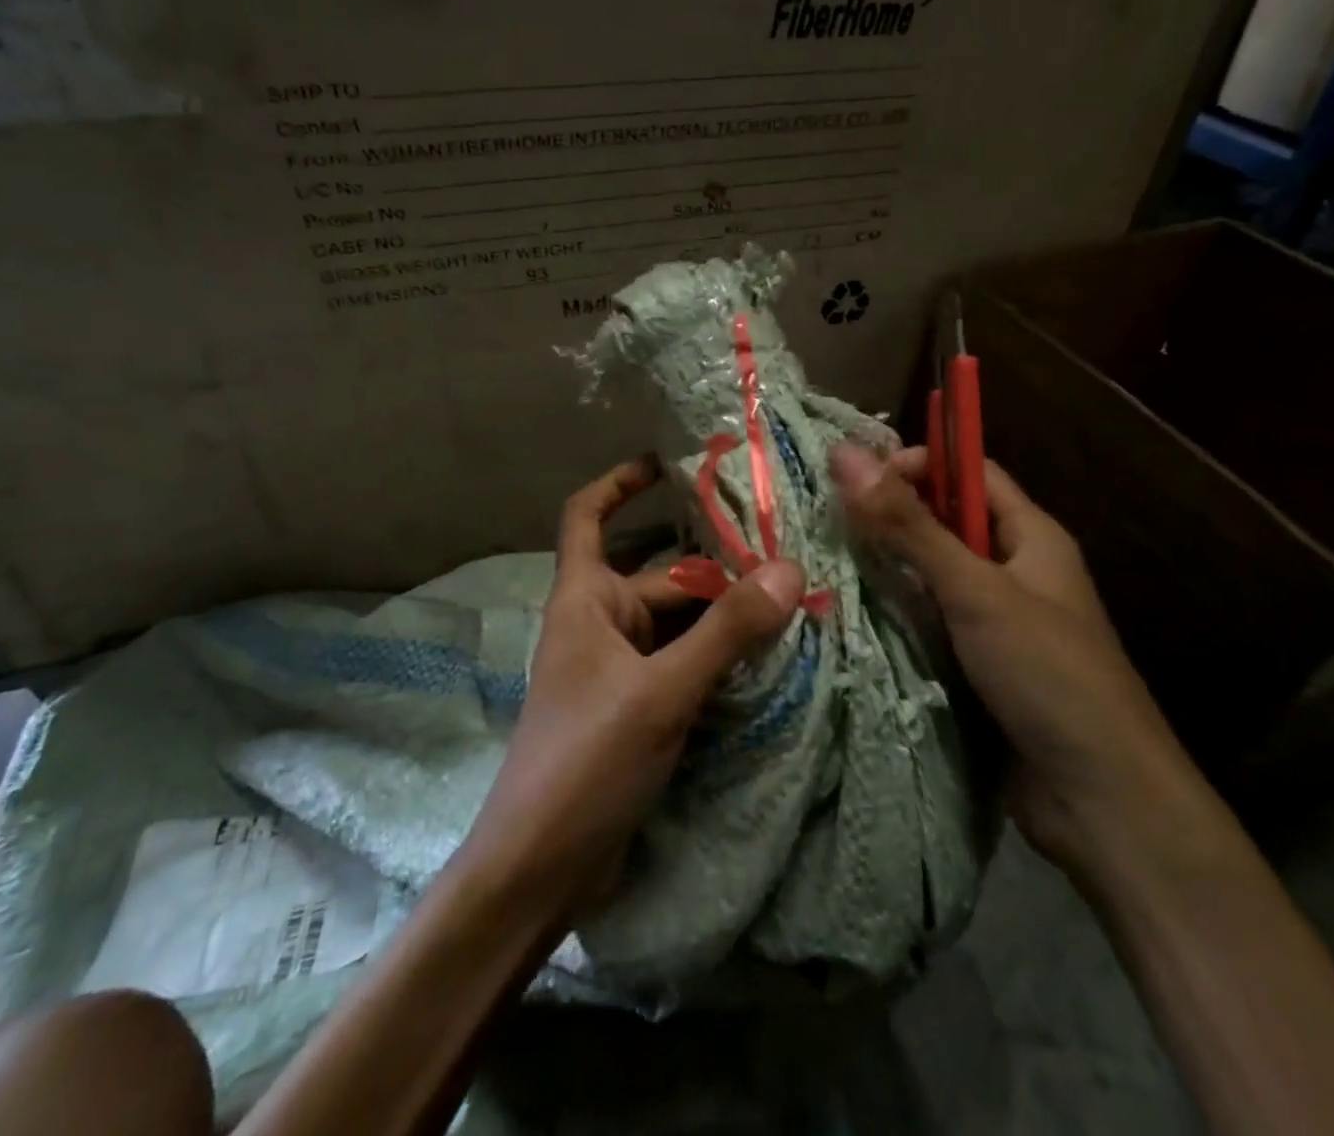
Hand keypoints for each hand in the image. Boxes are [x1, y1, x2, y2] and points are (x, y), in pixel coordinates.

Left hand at [457, 456, 804, 918]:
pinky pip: (684, 664)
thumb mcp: (662, 691)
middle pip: (663, 575)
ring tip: (795, 603)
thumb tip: (789, 569)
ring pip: (680, 623)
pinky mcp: (637, 708)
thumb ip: (726, 631)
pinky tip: (769, 659)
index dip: (621, 482)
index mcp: (585, 598)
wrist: (538, 871)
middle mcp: (601, 623)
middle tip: (790, 558)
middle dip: (719, 568)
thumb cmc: (585, 761)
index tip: (669, 463)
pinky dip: (720, 657)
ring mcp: (620, 669)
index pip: (588, 515)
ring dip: (727, 616)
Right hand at [829, 443, 1191, 865]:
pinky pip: (931, 621)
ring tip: (825, 559)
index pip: (970, 472)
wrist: (1102, 800)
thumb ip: (910, 526)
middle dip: (892, 516)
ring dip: (888, 567)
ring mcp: (997, 620)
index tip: (858, 477)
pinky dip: (897, 613)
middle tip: (827, 516)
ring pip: (933, 575)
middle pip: (946, 522)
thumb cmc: (1048, 674)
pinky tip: (850, 613)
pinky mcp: (979, 664)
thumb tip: (847, 454)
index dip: (918, 464)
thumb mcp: (975, 591)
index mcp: (1032, 536)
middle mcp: (1015, 569)